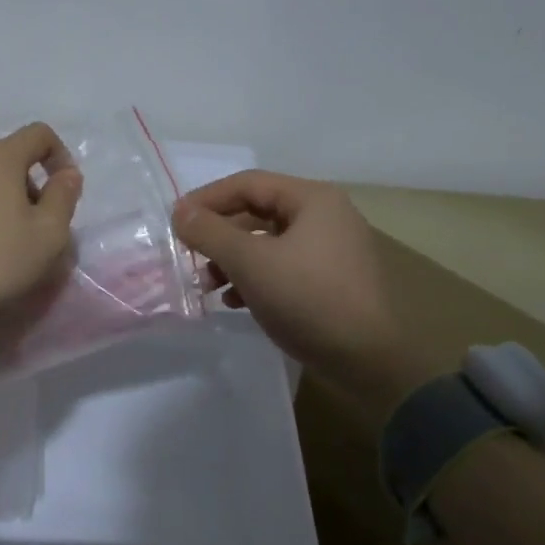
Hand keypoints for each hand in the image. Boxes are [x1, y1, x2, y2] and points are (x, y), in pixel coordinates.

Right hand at [175, 171, 443, 427]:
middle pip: (257, 212)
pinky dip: (255, 278)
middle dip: (219, 235)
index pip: (248, 183)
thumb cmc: (308, 299)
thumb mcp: (250, 262)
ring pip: (267, 243)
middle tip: (190, 257)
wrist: (368, 360)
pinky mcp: (330, 281)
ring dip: (232, 260)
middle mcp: (325, 216)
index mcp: (312, 199)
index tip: (175, 222)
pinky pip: (282, 267)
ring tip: (208, 286)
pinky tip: (235, 302)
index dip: (207, 199)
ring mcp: (330, 250)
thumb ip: (210, 233)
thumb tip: (180, 212)